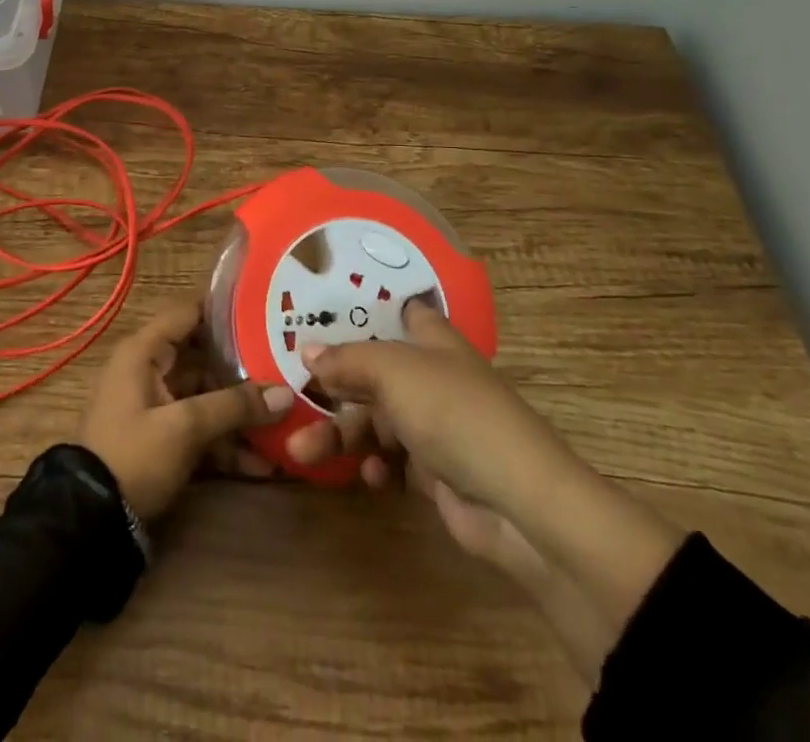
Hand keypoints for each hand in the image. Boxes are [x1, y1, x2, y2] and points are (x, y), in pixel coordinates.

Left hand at [78, 298, 294, 520]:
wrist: (90, 522)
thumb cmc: (133, 455)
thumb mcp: (184, 427)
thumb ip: (234, 406)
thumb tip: (286, 393)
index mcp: (145, 351)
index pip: (189, 311)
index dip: (226, 308)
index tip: (267, 310)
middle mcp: (151, 370)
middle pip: (205, 356)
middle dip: (246, 367)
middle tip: (288, 367)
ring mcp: (158, 406)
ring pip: (207, 396)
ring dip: (242, 412)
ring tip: (287, 421)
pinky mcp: (164, 439)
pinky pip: (201, 429)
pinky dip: (227, 443)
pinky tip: (265, 464)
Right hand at [286, 298, 542, 514]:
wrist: (517, 502)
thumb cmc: (453, 412)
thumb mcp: (393, 372)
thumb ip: (347, 359)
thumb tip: (306, 350)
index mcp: (431, 339)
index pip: (398, 311)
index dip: (364, 308)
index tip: (321, 310)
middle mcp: (431, 375)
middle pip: (371, 372)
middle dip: (332, 386)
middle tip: (292, 398)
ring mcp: (434, 424)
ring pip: (374, 420)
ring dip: (340, 435)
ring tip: (301, 453)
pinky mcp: (435, 471)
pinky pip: (391, 460)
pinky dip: (375, 466)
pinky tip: (369, 477)